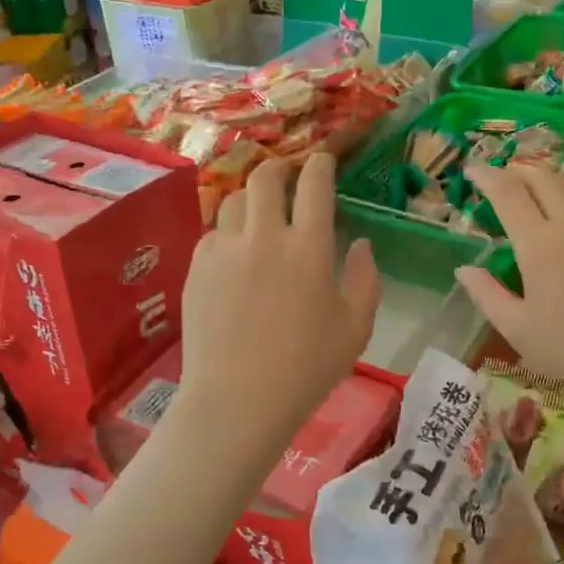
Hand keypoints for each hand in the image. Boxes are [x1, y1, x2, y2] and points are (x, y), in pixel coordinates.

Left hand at [178, 154, 379, 451]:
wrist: (237, 401)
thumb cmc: (307, 369)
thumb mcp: (356, 327)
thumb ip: (366, 279)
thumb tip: (361, 244)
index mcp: (309, 247)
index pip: (314, 184)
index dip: (320, 164)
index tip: (322, 161)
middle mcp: (265, 236)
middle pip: (265, 177)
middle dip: (278, 168)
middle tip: (286, 177)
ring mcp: (225, 250)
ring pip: (233, 201)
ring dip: (250, 201)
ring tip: (258, 216)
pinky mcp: (196, 268)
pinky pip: (212, 234)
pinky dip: (227, 235)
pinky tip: (234, 256)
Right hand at [455, 164, 563, 403]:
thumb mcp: (518, 330)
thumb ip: (487, 295)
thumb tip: (465, 270)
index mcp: (539, 243)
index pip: (508, 193)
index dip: (487, 176)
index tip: (472, 169)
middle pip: (544, 178)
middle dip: (518, 170)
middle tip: (502, 176)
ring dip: (549, 179)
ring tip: (536, 186)